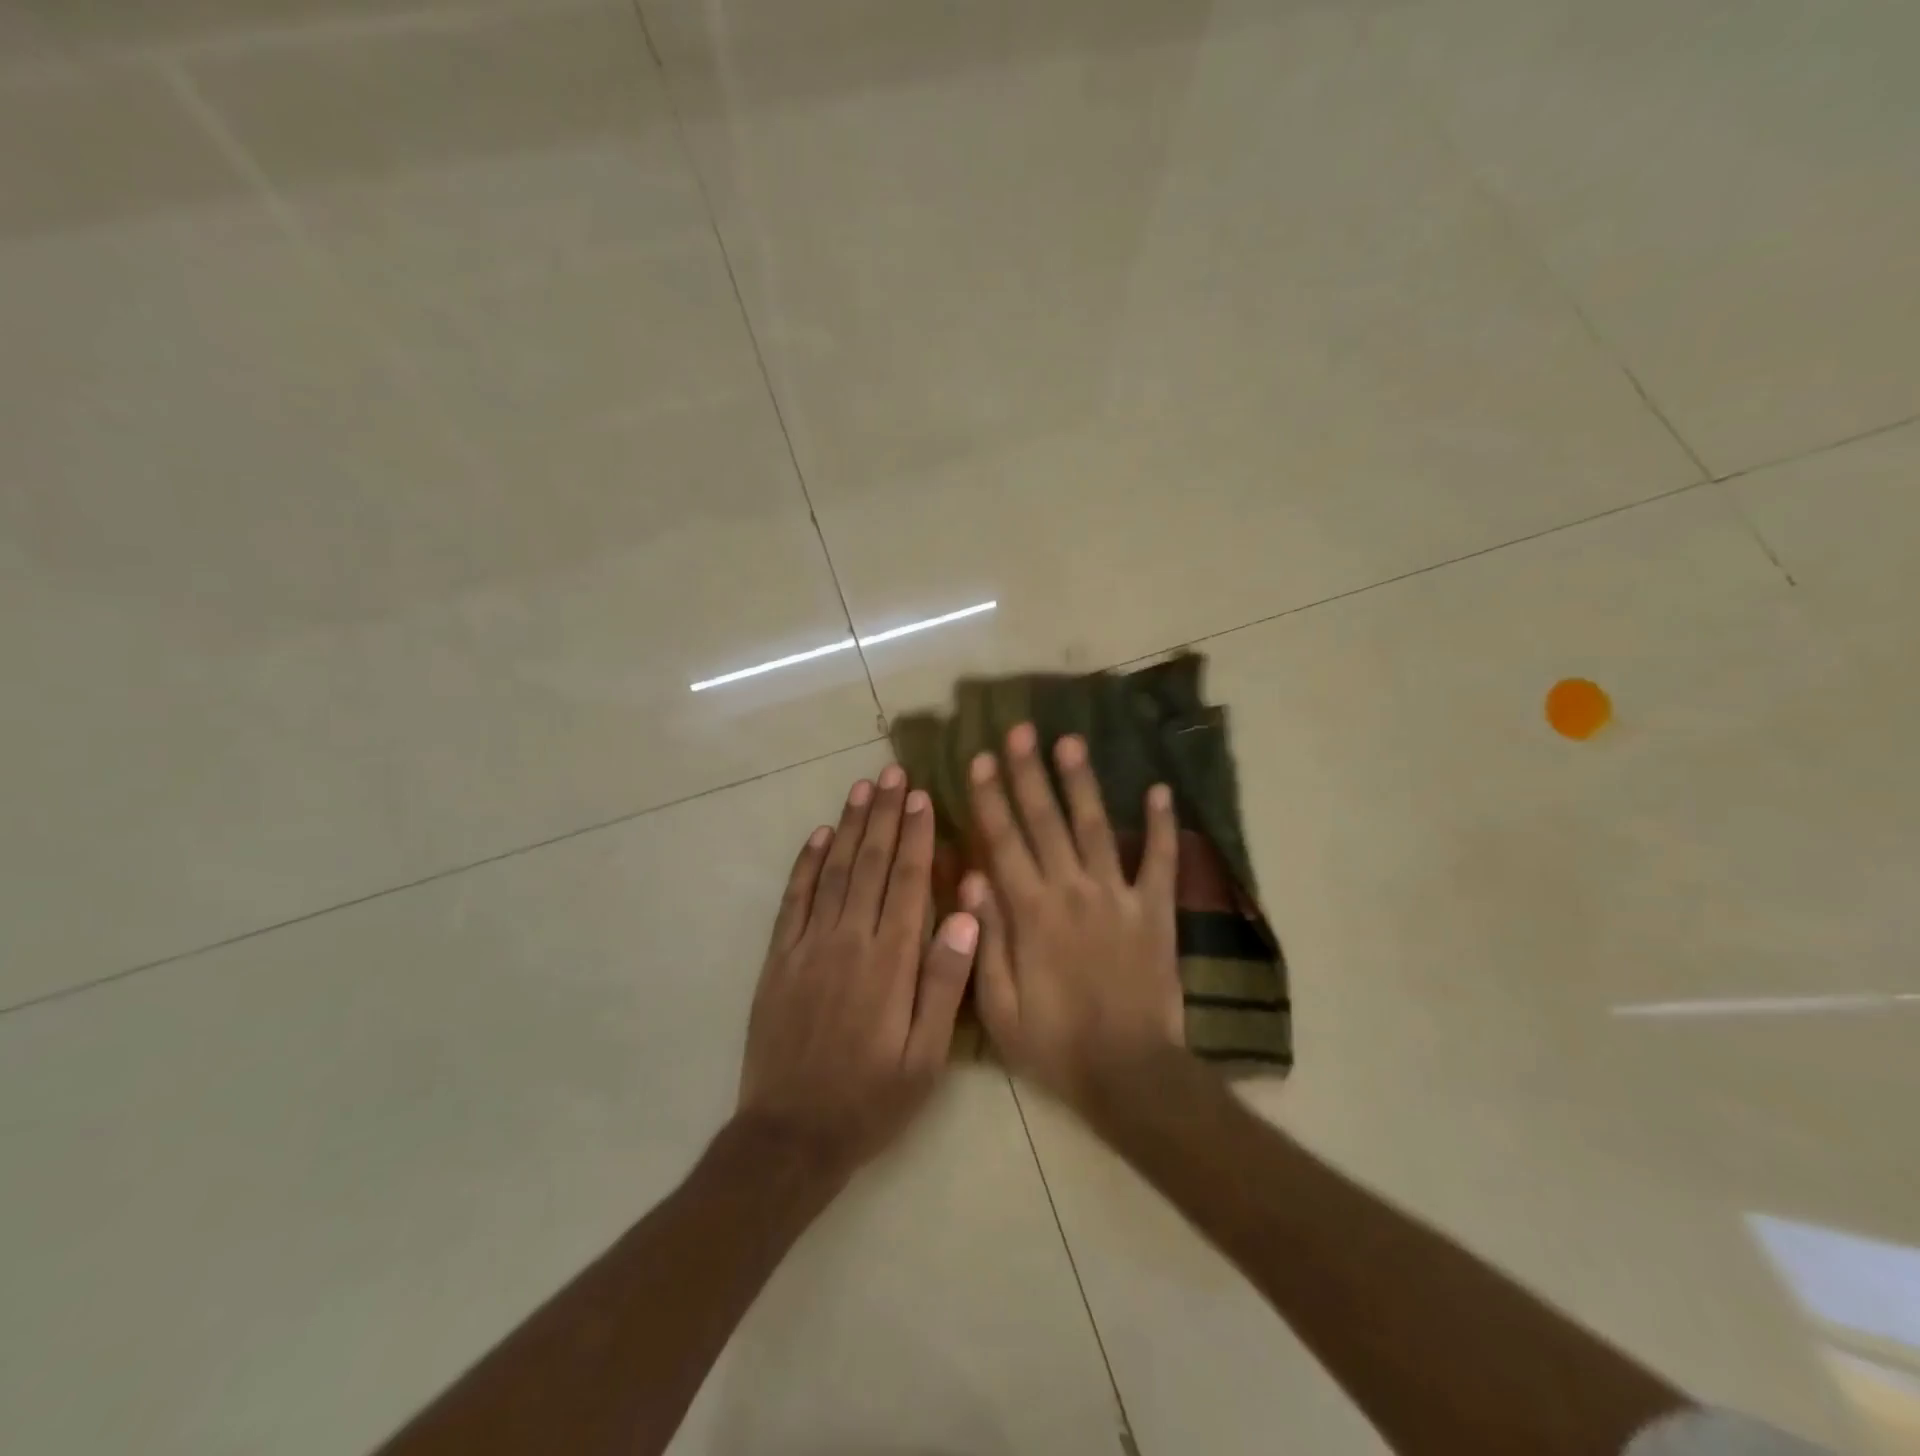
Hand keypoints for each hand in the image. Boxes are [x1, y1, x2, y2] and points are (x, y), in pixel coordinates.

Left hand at [738, 766, 979, 1181]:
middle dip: (883, 815)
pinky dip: (806, 863)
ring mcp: (808, 947)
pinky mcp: (779, 959)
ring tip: (861, 787)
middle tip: (892, 772)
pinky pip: (793, 899)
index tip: (921, 796)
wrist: (791, 1136)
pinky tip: (819, 835)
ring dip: (849, 826)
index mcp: (890, 963)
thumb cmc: (872, 1099)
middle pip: (869, 864)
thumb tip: (965, 914)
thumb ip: (946, 983)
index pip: (906, 882)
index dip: (915, 836)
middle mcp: (848, 941)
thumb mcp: (927, 1058)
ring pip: (832, 872)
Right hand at [962, 724, 1184, 1112]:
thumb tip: (971, 876)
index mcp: (1031, 912)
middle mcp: (1072, 891)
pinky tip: (1160, 791)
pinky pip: (1161, 861)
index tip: (981, 759)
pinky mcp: (1155, 911)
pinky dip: (1163, 825)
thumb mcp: (999, 1005)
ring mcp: (1117, 897)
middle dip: (1030, 773)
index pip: (1004, 841)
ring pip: (1096, 828)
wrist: (1129, 1074)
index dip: (991, 798)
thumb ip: (984, 938)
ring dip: (1082, 782)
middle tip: (1021, 731)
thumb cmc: (1055, 1044)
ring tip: (1071, 741)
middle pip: (1046, 821)